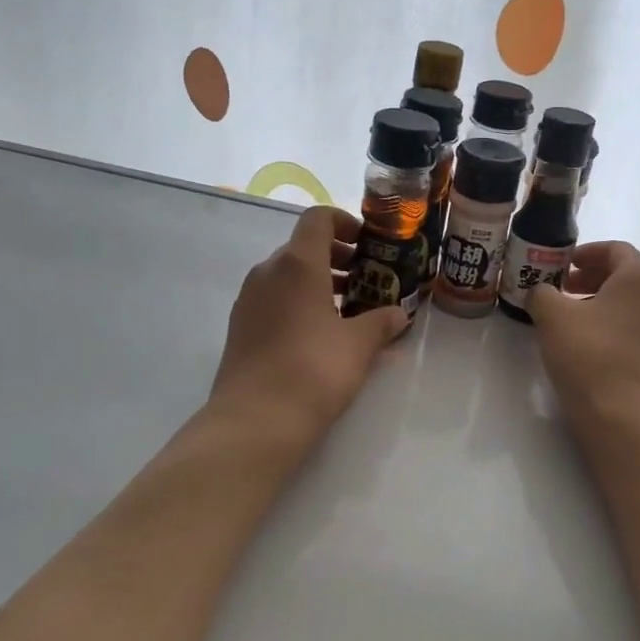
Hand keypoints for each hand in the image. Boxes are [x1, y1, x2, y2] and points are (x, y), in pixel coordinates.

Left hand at [208, 206, 410, 446]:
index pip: (318, 219)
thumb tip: (399, 314)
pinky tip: (320, 334)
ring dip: (318, 282)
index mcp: (297, 264)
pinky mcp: (241, 326)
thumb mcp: (358, 345)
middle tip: (366, 280)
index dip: (345, 222)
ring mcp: (249, 299)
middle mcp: (268, 272)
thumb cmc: (314, 371)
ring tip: (348, 310)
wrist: (255, 421)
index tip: (368, 245)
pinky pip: (274, 298)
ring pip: (287, 275)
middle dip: (337, 258)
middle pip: (303, 247)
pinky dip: (298, 302)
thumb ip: (381, 322)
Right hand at [526, 241, 639, 429]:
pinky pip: (634, 325)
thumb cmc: (590, 355)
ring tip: (568, 316)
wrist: (625, 417)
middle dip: (589, 277)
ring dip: (598, 301)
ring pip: (629, 302)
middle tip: (559, 288)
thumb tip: (541, 292)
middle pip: (624, 274)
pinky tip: (585, 342)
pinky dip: (610, 323)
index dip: (585, 252)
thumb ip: (542, 292)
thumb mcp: (552, 315)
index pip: (615, 249)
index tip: (561, 264)